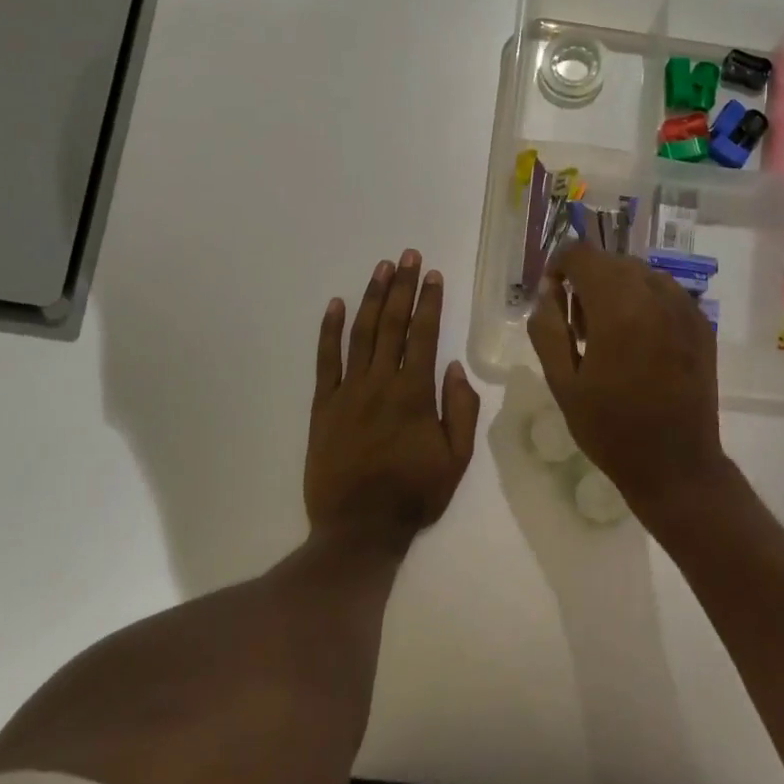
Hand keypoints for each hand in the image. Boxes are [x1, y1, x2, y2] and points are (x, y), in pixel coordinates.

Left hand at [306, 250, 480, 560]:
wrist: (359, 528)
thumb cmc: (414, 495)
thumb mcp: (456, 460)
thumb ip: (460, 411)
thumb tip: (457, 367)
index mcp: (415, 394)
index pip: (424, 336)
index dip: (429, 302)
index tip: (433, 274)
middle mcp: (380, 383)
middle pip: (392, 325)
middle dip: (402, 287)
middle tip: (407, 255)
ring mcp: (347, 392)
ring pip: (360, 334)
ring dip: (371, 298)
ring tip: (381, 268)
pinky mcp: (322, 405)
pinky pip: (325, 360)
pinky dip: (328, 331)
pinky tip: (334, 305)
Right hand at [526, 242, 729, 516]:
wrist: (675, 464)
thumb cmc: (610, 428)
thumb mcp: (562, 382)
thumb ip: (547, 327)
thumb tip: (546, 290)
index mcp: (618, 306)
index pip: (581, 254)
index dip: (559, 266)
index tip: (552, 296)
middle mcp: (656, 294)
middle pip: (612, 261)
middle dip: (587, 281)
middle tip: (577, 327)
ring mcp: (685, 307)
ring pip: (641, 274)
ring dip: (617, 290)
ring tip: (608, 335)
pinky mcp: (703, 324)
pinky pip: (665, 294)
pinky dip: (645, 303)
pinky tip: (639, 343)